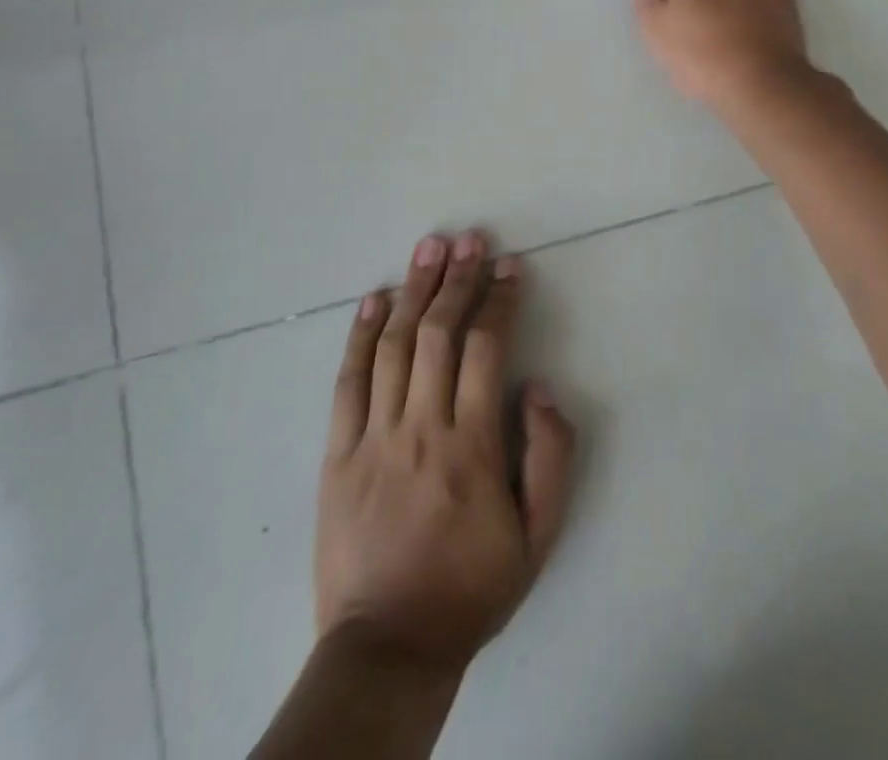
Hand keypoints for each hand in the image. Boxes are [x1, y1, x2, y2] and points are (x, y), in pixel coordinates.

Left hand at [316, 231, 574, 676]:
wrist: (388, 648)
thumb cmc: (471, 587)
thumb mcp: (539, 536)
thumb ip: (550, 456)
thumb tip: (537, 387)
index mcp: (472, 445)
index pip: (486, 349)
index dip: (499, 300)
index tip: (510, 266)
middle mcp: (422, 427)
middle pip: (438, 333)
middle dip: (457, 279)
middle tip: (470, 239)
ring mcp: (373, 438)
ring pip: (394, 346)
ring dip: (413, 290)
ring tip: (429, 247)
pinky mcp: (337, 453)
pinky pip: (348, 382)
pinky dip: (360, 335)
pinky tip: (373, 298)